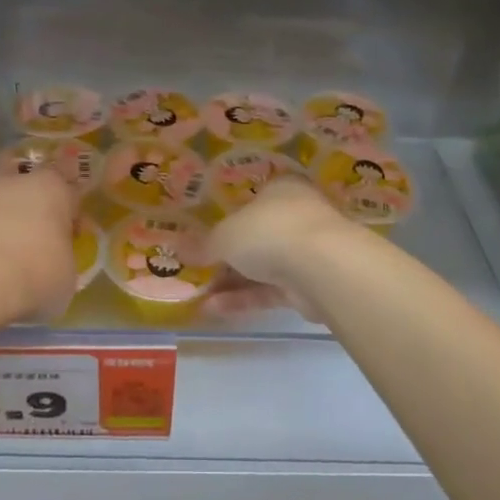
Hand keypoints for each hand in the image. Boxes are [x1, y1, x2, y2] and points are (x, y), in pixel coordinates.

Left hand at [0, 167, 77, 324]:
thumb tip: (56, 261)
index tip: (72, 234)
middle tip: (37, 233)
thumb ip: (64, 259)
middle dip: (32, 202)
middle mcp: (17, 182)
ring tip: (6, 254)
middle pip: (28, 181)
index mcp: (54, 188)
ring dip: (3, 218)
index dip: (72, 209)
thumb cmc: (34, 272)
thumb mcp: (67, 275)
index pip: (70, 186)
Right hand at [205, 178, 363, 319]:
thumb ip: (203, 244)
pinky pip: (269, 291)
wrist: (322, 267)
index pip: (252, 201)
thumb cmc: (269, 231)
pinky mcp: (308, 286)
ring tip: (197, 295)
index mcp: (281, 190)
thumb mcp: (224, 235)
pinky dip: (243, 299)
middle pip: (256, 236)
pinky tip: (212, 309)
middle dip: (227, 256)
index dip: (228, 218)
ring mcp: (305, 252)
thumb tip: (177, 249)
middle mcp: (296, 216)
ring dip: (231, 281)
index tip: (205, 237)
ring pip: (262, 266)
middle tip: (197, 269)